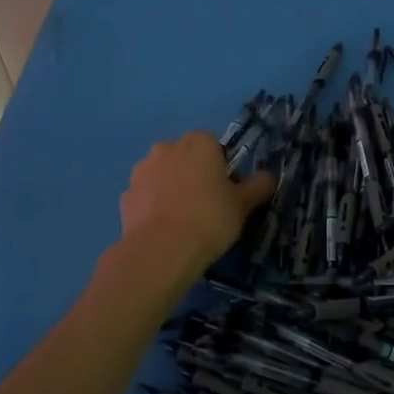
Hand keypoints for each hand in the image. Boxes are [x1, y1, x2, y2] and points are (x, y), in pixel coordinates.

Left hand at [117, 132, 273, 275]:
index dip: (221, 165)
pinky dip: (152, 205)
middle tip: (206, 203)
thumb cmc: (209, 219)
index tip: (226, 189)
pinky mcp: (125, 194)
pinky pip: (145, 194)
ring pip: (162, 172)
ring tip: (181, 218)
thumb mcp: (243, 205)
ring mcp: (142, 170)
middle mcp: (167, 148)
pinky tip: (162, 228)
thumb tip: (268, 177)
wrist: (161, 250)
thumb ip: (257, 186)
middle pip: (185, 155)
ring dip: (170, 186)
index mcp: (199, 143)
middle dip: (193, 172)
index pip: (213, 144)